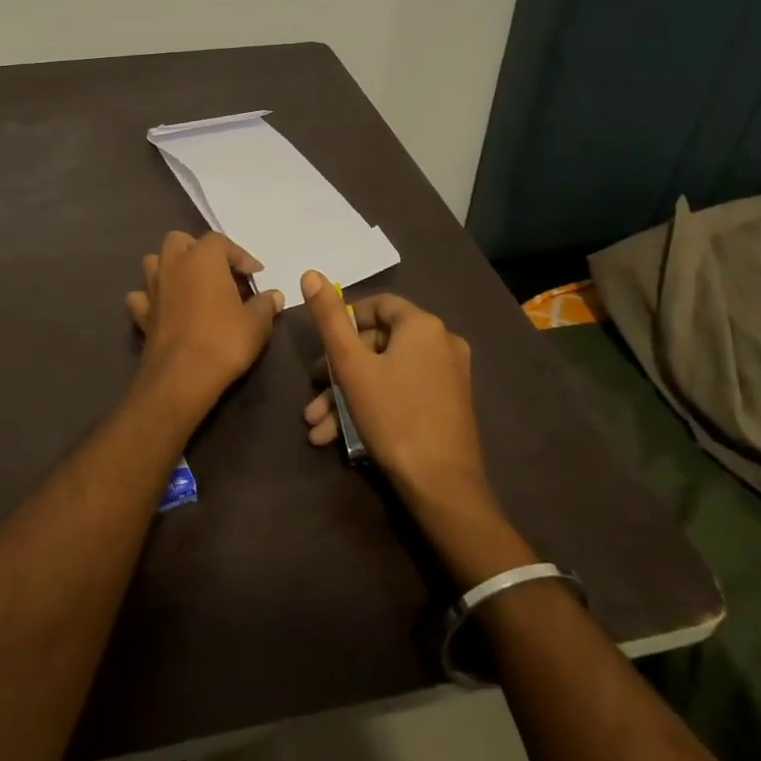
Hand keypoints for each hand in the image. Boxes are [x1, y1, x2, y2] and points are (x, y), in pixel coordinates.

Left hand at [127, 231, 283, 418]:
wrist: (182, 377)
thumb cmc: (224, 341)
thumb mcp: (256, 324)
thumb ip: (266, 305)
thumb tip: (274, 296)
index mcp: (203, 258)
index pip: (221, 241)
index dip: (240, 256)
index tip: (255, 275)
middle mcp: (173, 265)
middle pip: (179, 241)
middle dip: (197, 250)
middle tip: (217, 272)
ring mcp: (152, 288)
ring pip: (154, 262)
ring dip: (170, 268)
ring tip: (189, 285)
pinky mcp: (141, 314)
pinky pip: (141, 296)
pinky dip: (150, 298)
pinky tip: (164, 309)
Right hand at [300, 271, 493, 511]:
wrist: (443, 487)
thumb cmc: (394, 416)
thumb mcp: (352, 366)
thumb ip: (330, 319)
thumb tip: (311, 273)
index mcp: (423, 326)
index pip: (378, 305)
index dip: (344, 321)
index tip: (322, 346)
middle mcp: (442, 343)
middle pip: (378, 343)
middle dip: (339, 369)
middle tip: (314, 389)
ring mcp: (448, 376)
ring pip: (386, 373)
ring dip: (348, 395)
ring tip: (317, 425)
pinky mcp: (448, 406)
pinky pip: (402, 392)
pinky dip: (373, 405)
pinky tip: (339, 437)